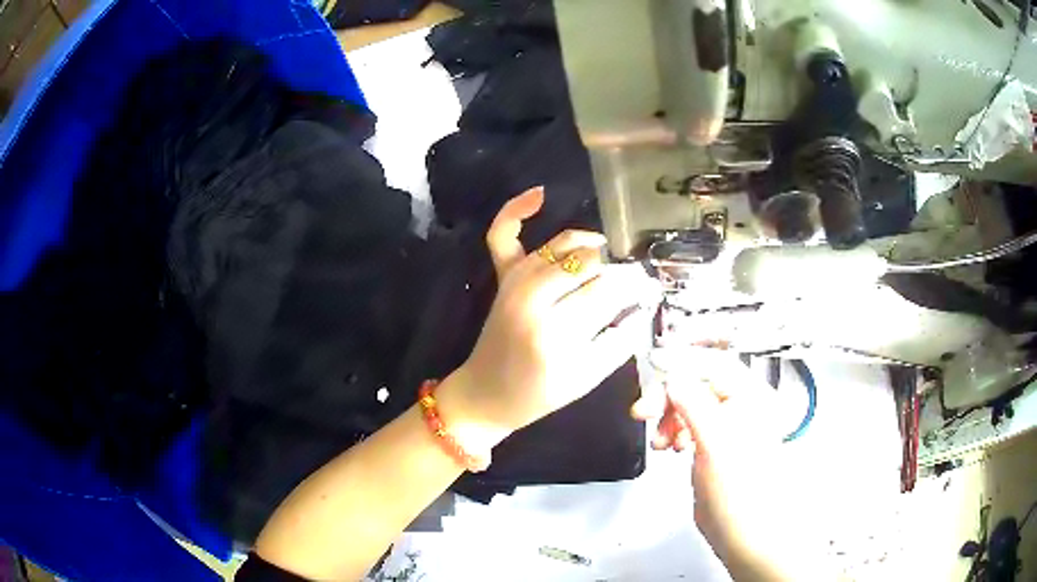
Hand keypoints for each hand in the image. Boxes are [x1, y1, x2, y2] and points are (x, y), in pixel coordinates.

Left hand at [440, 187, 658, 440]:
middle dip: (616, 269)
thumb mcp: (586, 380)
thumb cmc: (538, 395)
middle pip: (588, 264)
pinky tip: (541, 193)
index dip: (634, 287)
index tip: (650, 288)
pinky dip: (516, 211)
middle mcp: (531, 299)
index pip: (608, 293)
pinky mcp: (502, 278)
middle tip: (631, 281)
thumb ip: (619, 341)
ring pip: (562, 246)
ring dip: (590, 247)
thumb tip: (641, 305)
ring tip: (608, 258)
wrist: (485, 394)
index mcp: (555, 332)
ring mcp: (513, 283)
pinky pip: (503, 235)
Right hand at [654, 356, 823, 580]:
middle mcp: (741, 405)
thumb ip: (692, 403)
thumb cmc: (740, 489)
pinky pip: (689, 423)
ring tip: (660, 440)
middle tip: (645, 412)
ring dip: (669, 415)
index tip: (651, 367)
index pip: (713, 364)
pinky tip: (669, 445)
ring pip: (690, 404)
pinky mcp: (715, 444)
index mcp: (751, 396)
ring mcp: (728, 425)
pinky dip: (674, 430)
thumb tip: (672, 375)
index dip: (681, 362)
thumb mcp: (715, 441)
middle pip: (698, 382)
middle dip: (669, 395)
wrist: (744, 531)